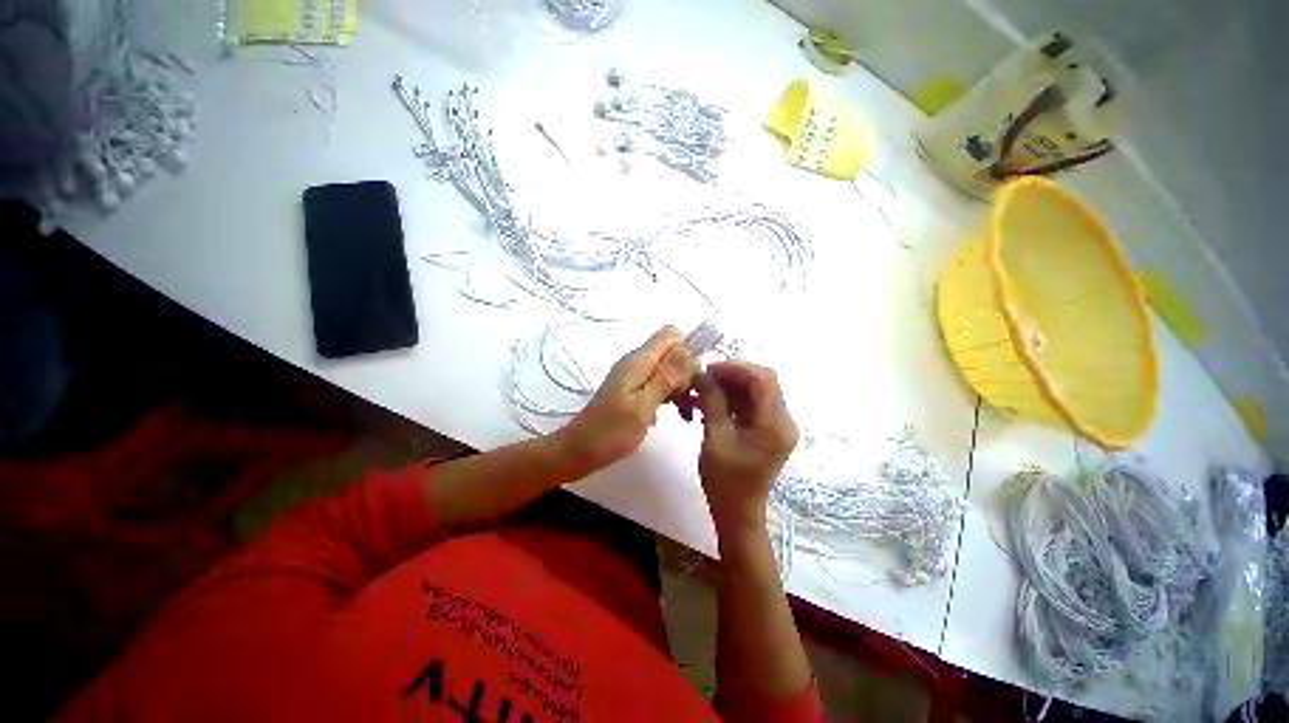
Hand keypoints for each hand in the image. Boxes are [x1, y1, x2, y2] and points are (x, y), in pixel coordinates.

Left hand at [557, 326, 697, 471]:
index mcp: (639, 361)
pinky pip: (659, 383)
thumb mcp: (643, 405)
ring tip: (686, 413)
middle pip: (672, 352)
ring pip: (668, 369)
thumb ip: (666, 377)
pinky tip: (673, 415)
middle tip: (691, 401)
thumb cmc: (610, 432)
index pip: (672, 334)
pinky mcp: (632, 390)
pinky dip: (670, 395)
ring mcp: (633, 376)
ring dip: (681, 387)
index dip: (690, 349)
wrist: (579, 450)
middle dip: (688, 372)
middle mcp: (636, 362)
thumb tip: (690, 349)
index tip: (697, 377)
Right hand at [693, 362, 797, 535]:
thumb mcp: (715, 439)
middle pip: (761, 383)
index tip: (708, 370)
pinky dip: (732, 400)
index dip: (735, 368)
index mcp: (775, 424)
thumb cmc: (725, 482)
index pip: (763, 379)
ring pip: (755, 392)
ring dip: (729, 387)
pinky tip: (711, 404)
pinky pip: (751, 405)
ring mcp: (777, 426)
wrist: (737, 513)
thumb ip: (712, 402)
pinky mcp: (767, 431)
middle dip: (731, 376)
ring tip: (703, 392)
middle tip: (703, 380)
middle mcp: (783, 421)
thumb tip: (701, 374)